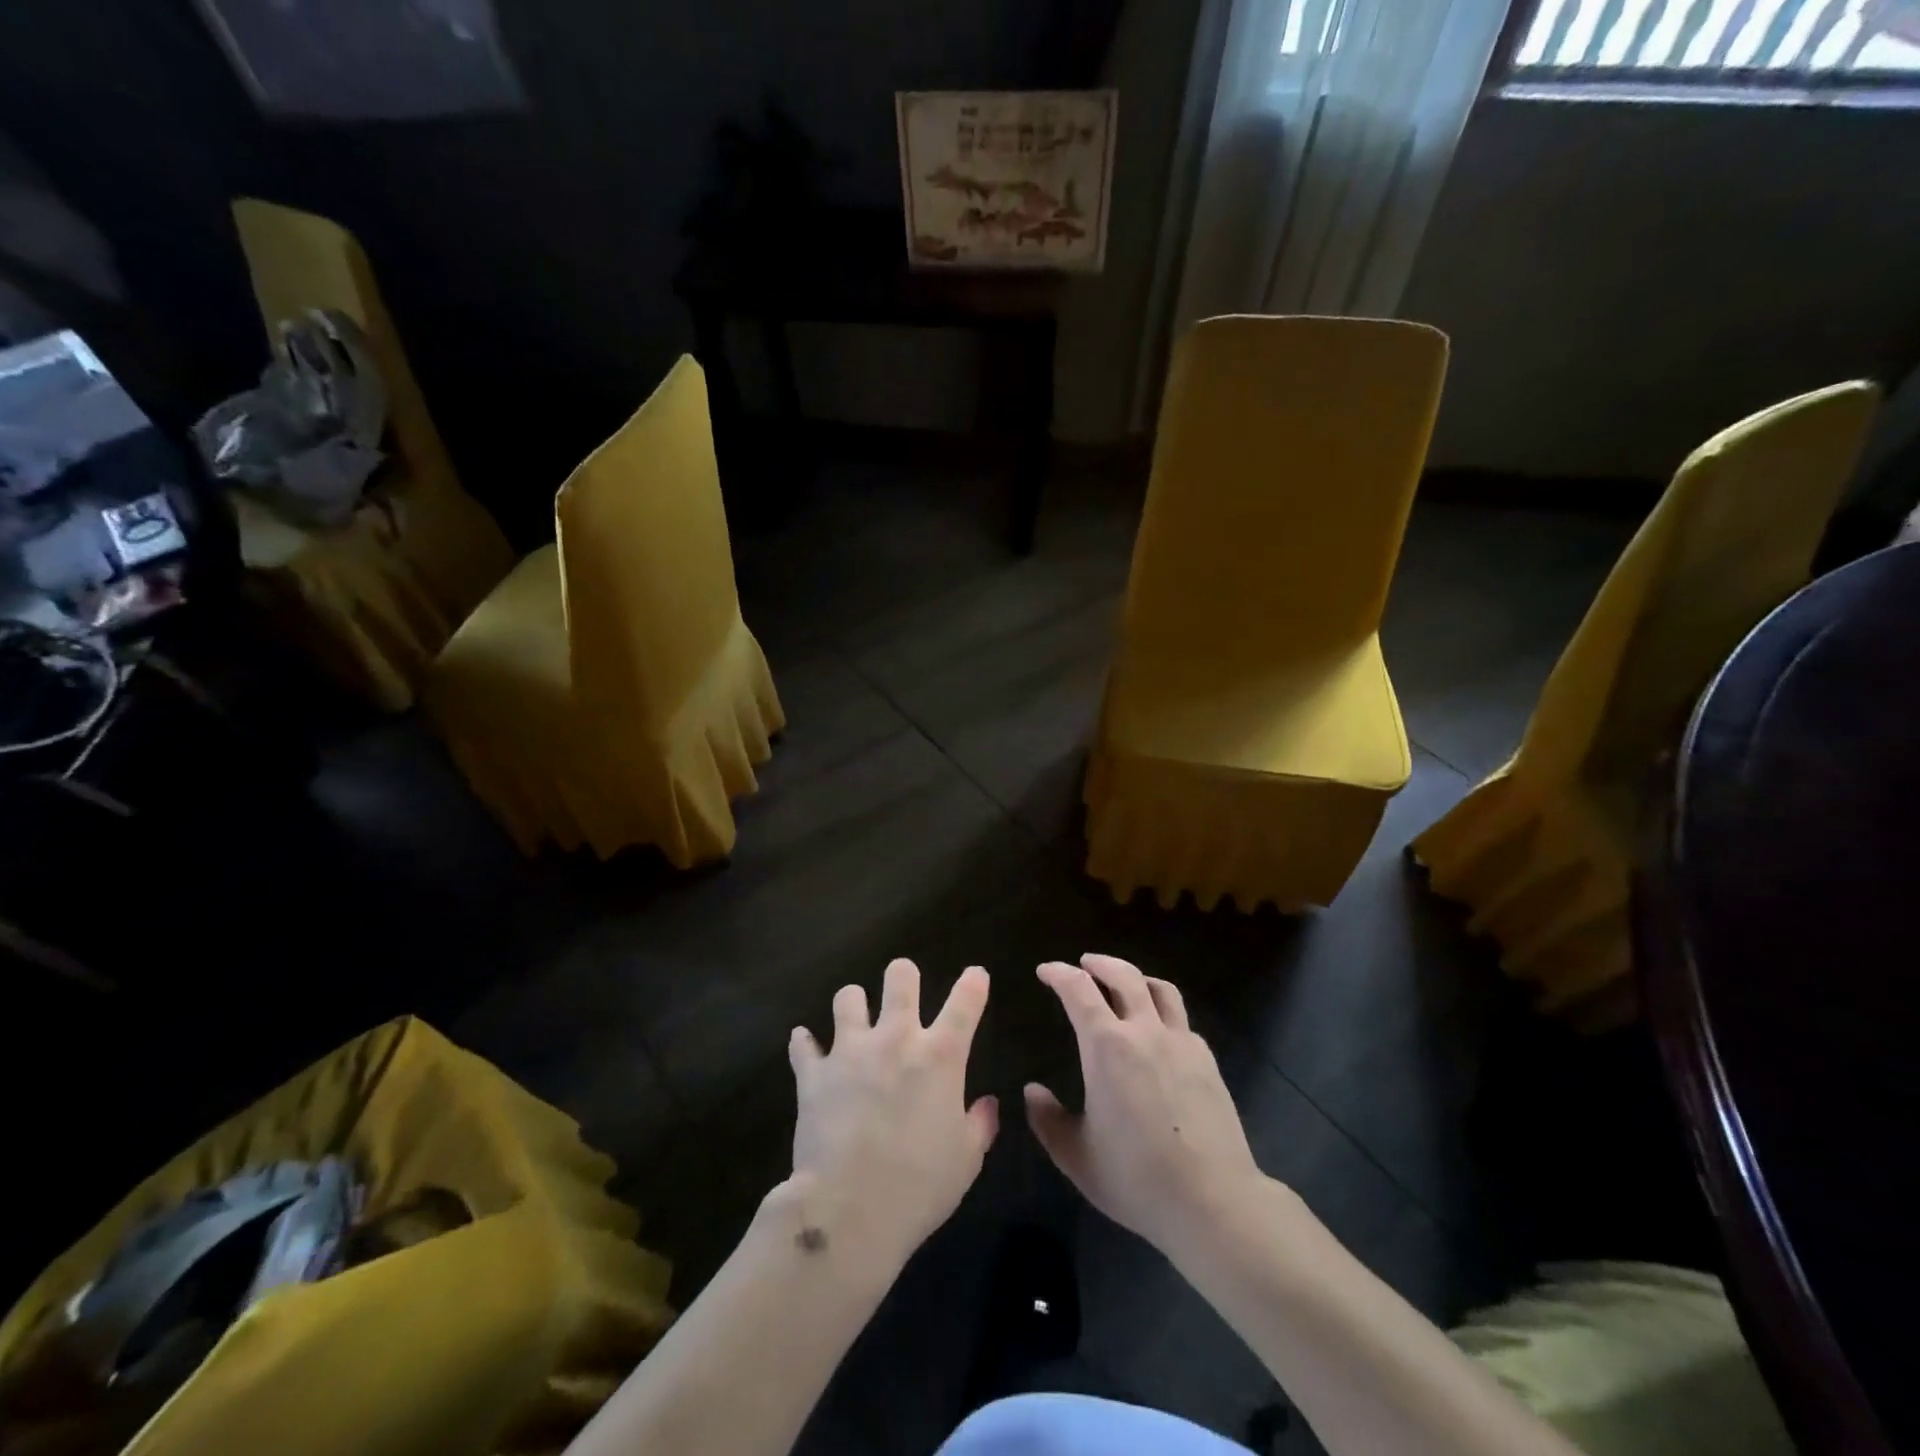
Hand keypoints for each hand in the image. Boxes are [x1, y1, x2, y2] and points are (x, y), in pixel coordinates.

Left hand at [786, 959, 998, 1274]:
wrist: (849, 1210)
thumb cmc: (919, 1186)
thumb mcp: (965, 1161)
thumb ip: (979, 1125)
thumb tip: (987, 1103)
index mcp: (940, 1057)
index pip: (965, 1002)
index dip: (973, 983)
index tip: (975, 975)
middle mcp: (895, 1039)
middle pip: (900, 977)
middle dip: (904, 975)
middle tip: (903, 988)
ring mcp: (850, 1051)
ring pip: (848, 997)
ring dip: (854, 1004)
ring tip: (855, 1016)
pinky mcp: (814, 1074)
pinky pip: (803, 1045)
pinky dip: (805, 1044)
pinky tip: (807, 1046)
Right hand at [1027, 954, 1263, 1258]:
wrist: (1213, 1201)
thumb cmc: (1136, 1178)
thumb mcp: (1077, 1156)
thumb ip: (1048, 1120)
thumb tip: (1032, 1091)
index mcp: (1106, 1046)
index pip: (1078, 990)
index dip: (1058, 973)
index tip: (1045, 971)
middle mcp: (1144, 1031)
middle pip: (1123, 975)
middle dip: (1099, 964)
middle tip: (1084, 964)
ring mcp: (1181, 1043)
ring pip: (1160, 989)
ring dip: (1136, 978)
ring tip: (1126, 984)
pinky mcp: (1207, 1061)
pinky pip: (1181, 1020)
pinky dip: (1163, 1011)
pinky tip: (1159, 1032)